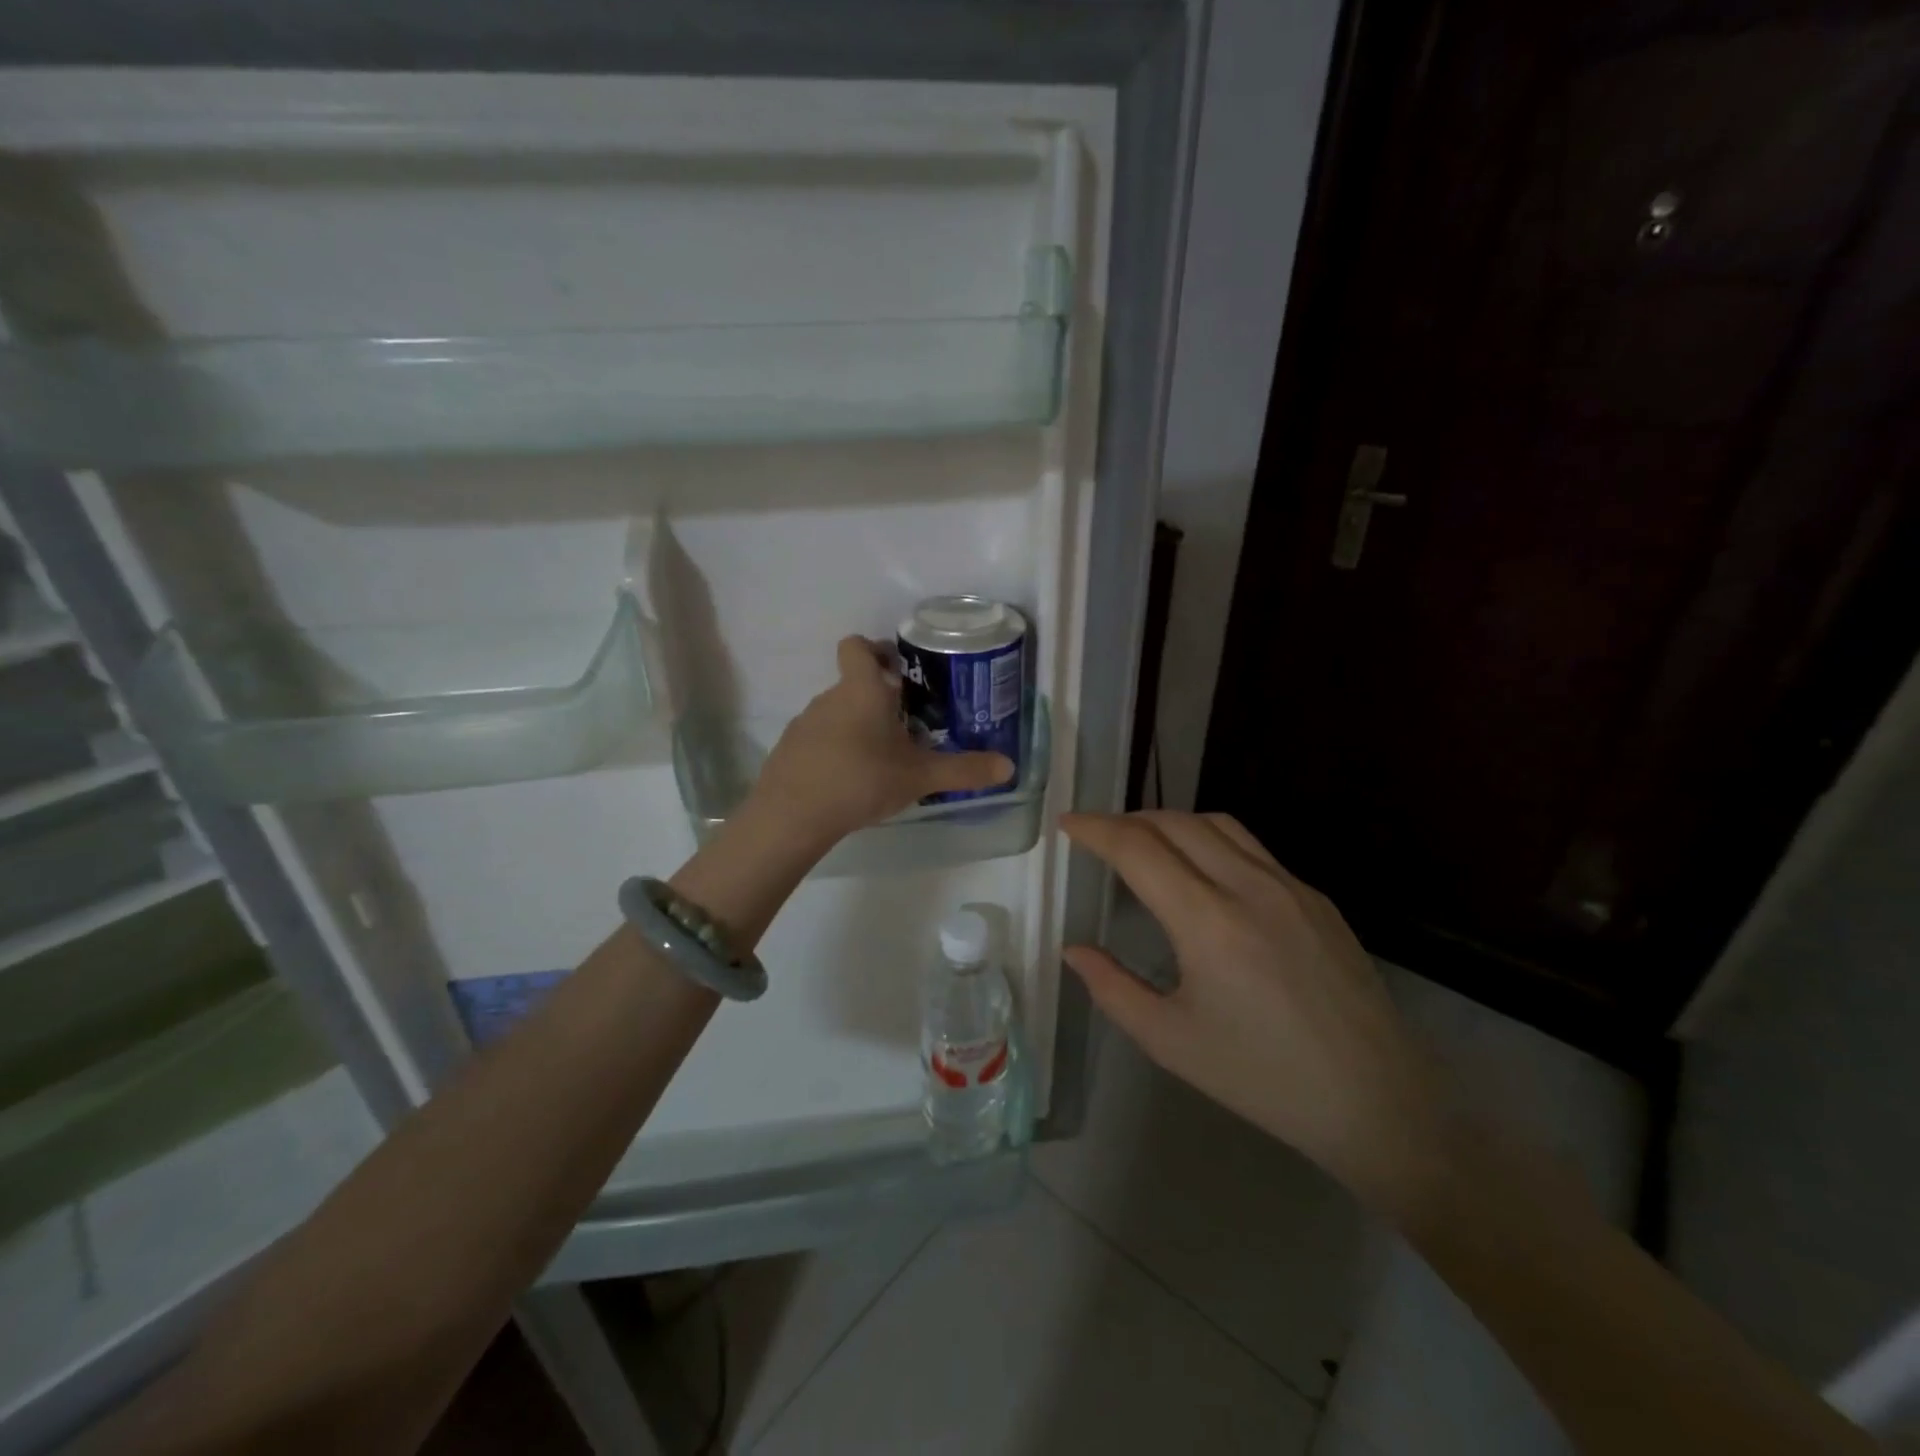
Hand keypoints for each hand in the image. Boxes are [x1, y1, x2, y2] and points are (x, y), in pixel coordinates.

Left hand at [747, 636, 1014, 846]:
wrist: (793, 815)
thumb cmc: (862, 780)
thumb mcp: (920, 777)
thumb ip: (963, 770)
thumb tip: (1008, 766)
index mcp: (862, 690)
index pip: (857, 646)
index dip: (876, 649)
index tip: (897, 668)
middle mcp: (829, 698)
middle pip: (853, 684)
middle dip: (879, 699)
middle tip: (907, 726)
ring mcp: (804, 723)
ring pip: (837, 713)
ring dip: (858, 726)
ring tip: (881, 759)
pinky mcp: (789, 750)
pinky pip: (819, 739)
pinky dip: (835, 750)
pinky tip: (850, 780)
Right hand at [1061, 811, 1450, 1206]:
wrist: (1376, 1101)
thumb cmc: (1262, 1078)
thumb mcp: (1171, 1042)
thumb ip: (1112, 988)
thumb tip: (1074, 950)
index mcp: (1208, 922)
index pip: (1137, 848)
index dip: (1095, 828)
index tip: (1068, 823)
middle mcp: (1249, 886)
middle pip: (1175, 822)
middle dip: (1127, 820)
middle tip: (1098, 836)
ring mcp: (1290, 886)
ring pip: (1217, 824)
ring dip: (1171, 822)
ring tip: (1145, 843)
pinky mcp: (1317, 898)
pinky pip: (1253, 848)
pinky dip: (1211, 842)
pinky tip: (1204, 874)